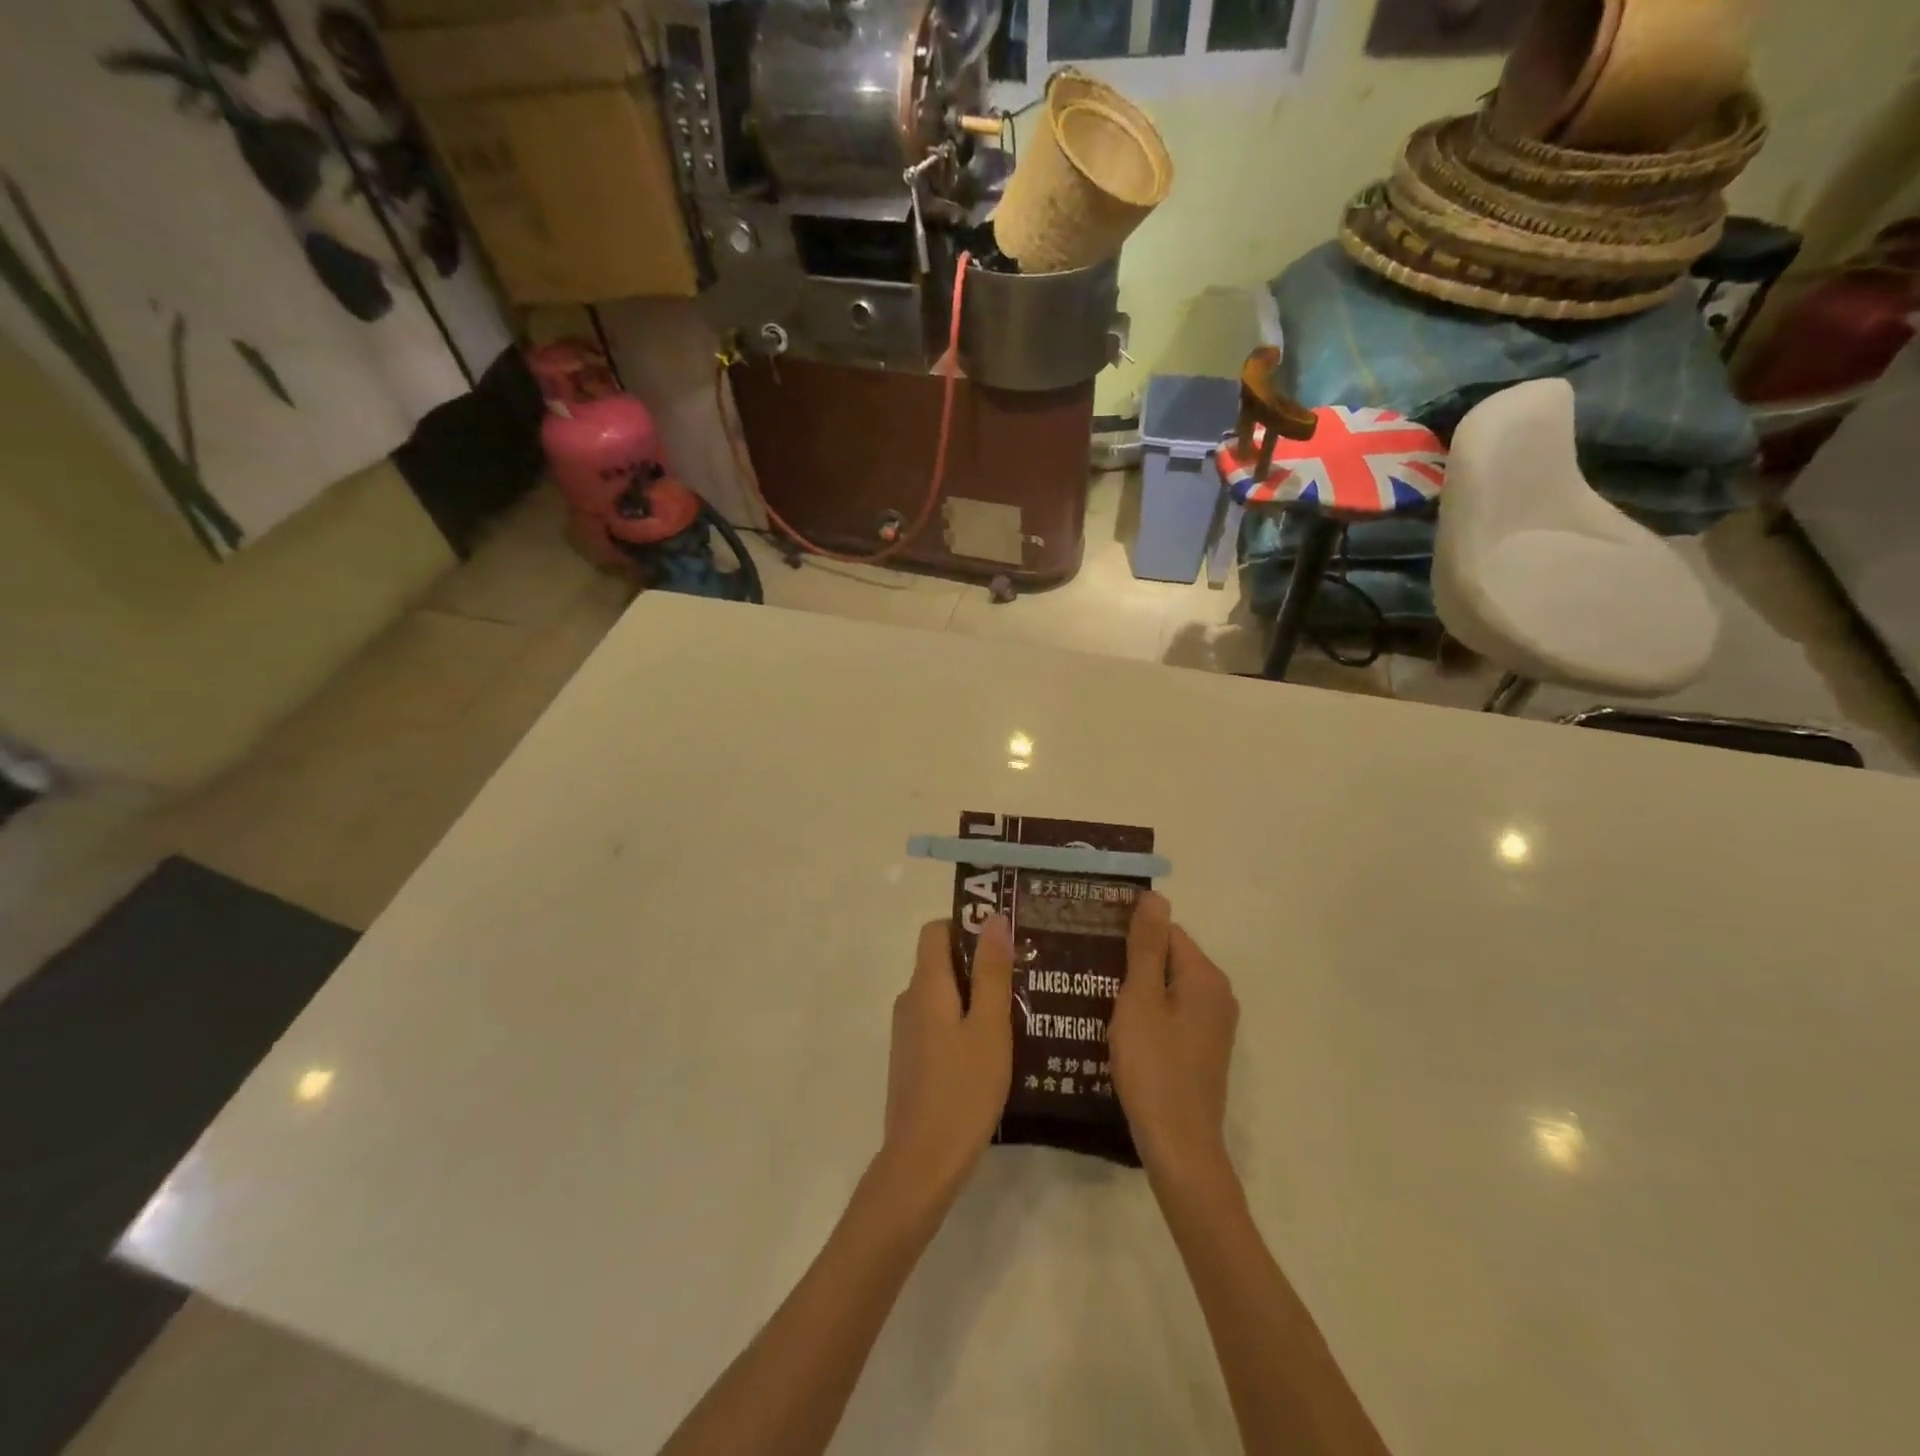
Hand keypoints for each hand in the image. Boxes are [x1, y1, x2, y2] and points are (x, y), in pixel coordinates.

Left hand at [879, 916, 1013, 1206]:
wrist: (922, 1163)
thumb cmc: (963, 1090)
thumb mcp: (989, 1027)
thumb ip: (992, 972)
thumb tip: (993, 917)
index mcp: (926, 985)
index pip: (936, 930)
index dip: (967, 925)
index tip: (1004, 940)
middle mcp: (910, 1000)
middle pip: (941, 961)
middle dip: (979, 962)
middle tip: (1023, 976)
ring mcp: (908, 1031)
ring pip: (943, 994)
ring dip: (975, 995)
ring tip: (1018, 1011)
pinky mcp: (912, 1058)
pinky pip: (939, 1021)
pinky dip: (964, 1021)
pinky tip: (994, 1047)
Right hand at [1109, 892, 1238, 1176]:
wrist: (1179, 1145)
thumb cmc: (1154, 1065)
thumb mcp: (1140, 999)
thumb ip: (1146, 946)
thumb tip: (1155, 895)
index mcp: (1205, 977)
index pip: (1166, 931)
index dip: (1129, 932)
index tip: (1092, 940)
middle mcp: (1218, 994)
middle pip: (1169, 957)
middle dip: (1131, 959)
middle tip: (1086, 966)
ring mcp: (1214, 1025)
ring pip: (1168, 987)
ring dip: (1136, 987)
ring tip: (1094, 993)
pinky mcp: (1203, 1048)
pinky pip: (1172, 1013)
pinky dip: (1148, 1011)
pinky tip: (1117, 1025)